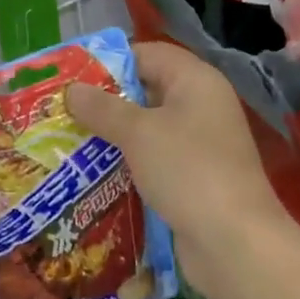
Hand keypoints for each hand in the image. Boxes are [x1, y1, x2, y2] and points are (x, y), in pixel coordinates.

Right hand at [64, 42, 289, 298]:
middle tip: (64, 109)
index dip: (110, 61)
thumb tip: (71, 90)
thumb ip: (102, 108)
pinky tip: (95, 173)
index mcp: (195, 80)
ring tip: (70, 140)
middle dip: (106, 101)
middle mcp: (201, 105)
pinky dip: (128, 162)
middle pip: (147, 90)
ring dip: (113, 135)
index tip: (72, 75)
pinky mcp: (195, 178)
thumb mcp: (138, 133)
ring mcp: (200, 144)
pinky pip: (155, 159)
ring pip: (148, 128)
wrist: (235, 244)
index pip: (148, 54)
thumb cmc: (188, 171)